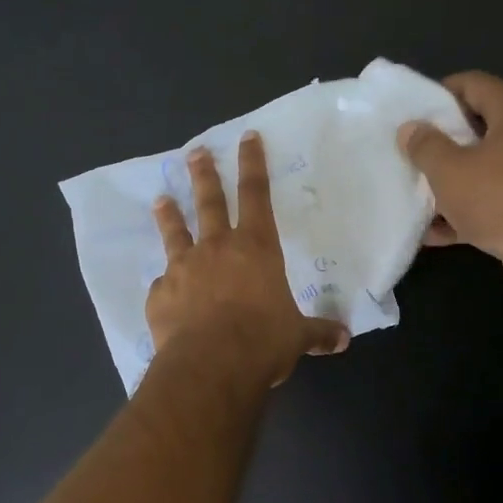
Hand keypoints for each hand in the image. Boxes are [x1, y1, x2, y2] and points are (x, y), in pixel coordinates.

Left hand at [147, 133, 348, 388]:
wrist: (210, 365)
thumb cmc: (262, 342)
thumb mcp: (297, 337)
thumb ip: (317, 333)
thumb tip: (343, 339)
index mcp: (256, 248)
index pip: (257, 194)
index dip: (253, 164)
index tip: (246, 137)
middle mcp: (216, 248)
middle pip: (209, 202)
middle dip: (204, 174)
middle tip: (195, 152)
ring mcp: (183, 268)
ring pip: (175, 232)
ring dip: (170, 214)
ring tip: (161, 199)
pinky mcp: (160, 294)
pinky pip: (162, 284)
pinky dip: (165, 283)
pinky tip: (162, 288)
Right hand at [396, 72, 502, 306]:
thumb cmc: (498, 199)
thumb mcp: (448, 170)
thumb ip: (425, 146)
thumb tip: (411, 129)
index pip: (473, 83)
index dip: (439, 94)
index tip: (412, 115)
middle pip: (479, 124)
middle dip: (443, 140)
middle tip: (412, 153)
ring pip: (485, 164)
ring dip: (453, 178)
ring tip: (419, 191)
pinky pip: (494, 196)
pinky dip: (468, 208)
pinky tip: (436, 230)